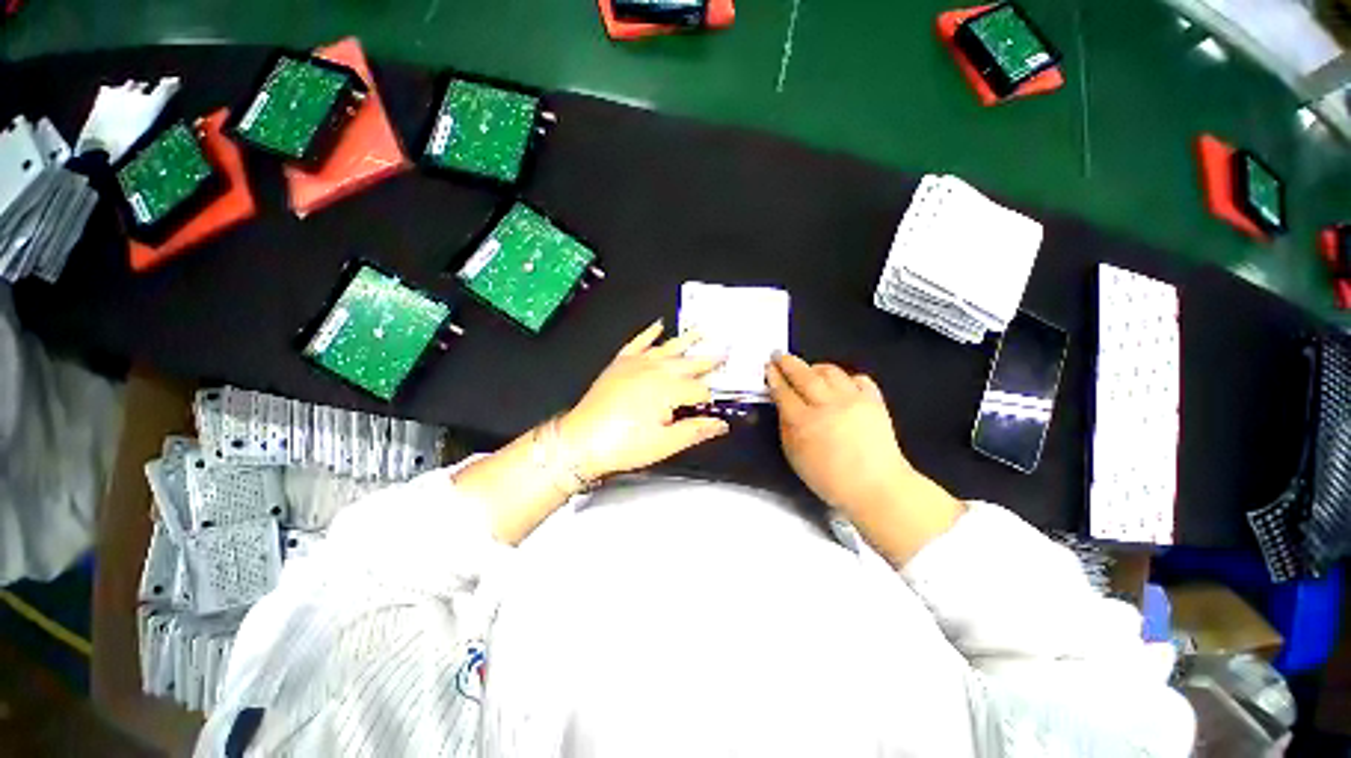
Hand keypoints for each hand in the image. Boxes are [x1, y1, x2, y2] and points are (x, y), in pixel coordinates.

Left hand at [560, 320, 730, 479]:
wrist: (580, 440)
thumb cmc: (623, 445)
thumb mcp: (665, 443)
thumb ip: (696, 430)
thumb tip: (721, 424)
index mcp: (668, 390)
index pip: (699, 391)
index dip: (710, 399)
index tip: (717, 404)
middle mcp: (655, 370)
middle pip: (688, 364)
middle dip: (708, 360)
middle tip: (724, 352)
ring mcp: (636, 364)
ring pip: (668, 347)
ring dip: (686, 339)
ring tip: (701, 329)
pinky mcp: (620, 363)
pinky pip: (638, 342)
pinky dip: (648, 333)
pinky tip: (657, 325)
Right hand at [766, 353, 912, 513]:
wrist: (877, 487)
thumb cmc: (829, 479)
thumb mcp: (795, 456)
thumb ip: (786, 427)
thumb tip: (783, 405)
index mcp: (804, 422)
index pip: (783, 392)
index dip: (774, 377)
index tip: (768, 367)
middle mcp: (827, 405)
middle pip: (803, 375)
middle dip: (788, 362)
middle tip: (779, 355)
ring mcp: (853, 400)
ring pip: (830, 371)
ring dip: (815, 367)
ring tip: (809, 370)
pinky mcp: (874, 401)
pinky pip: (858, 379)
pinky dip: (846, 378)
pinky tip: (841, 384)